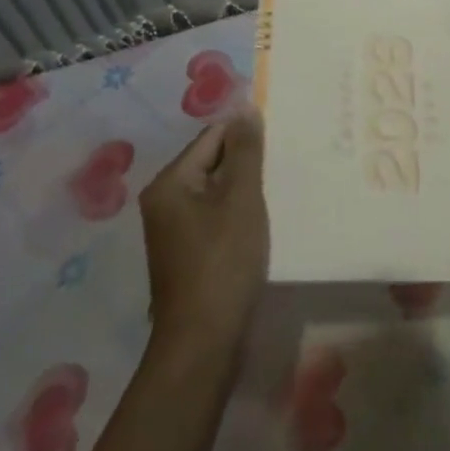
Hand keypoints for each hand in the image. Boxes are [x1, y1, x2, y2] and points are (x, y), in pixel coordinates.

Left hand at [142, 109, 269, 353]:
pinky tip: (263, 224)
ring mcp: (174, 232)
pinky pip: (216, 219)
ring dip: (246, 191)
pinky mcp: (188, 256)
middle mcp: (164, 202)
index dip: (246, 136)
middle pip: (212, 164)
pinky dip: (239, 216)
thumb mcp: (241, 198)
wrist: (204, 343)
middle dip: (247, 164)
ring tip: (280, 192)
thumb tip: (244, 107)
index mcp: (169, 183)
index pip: (212, 137)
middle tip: (285, 166)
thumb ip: (245, 151)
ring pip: (217, 194)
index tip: (281, 140)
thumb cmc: (223, 262)